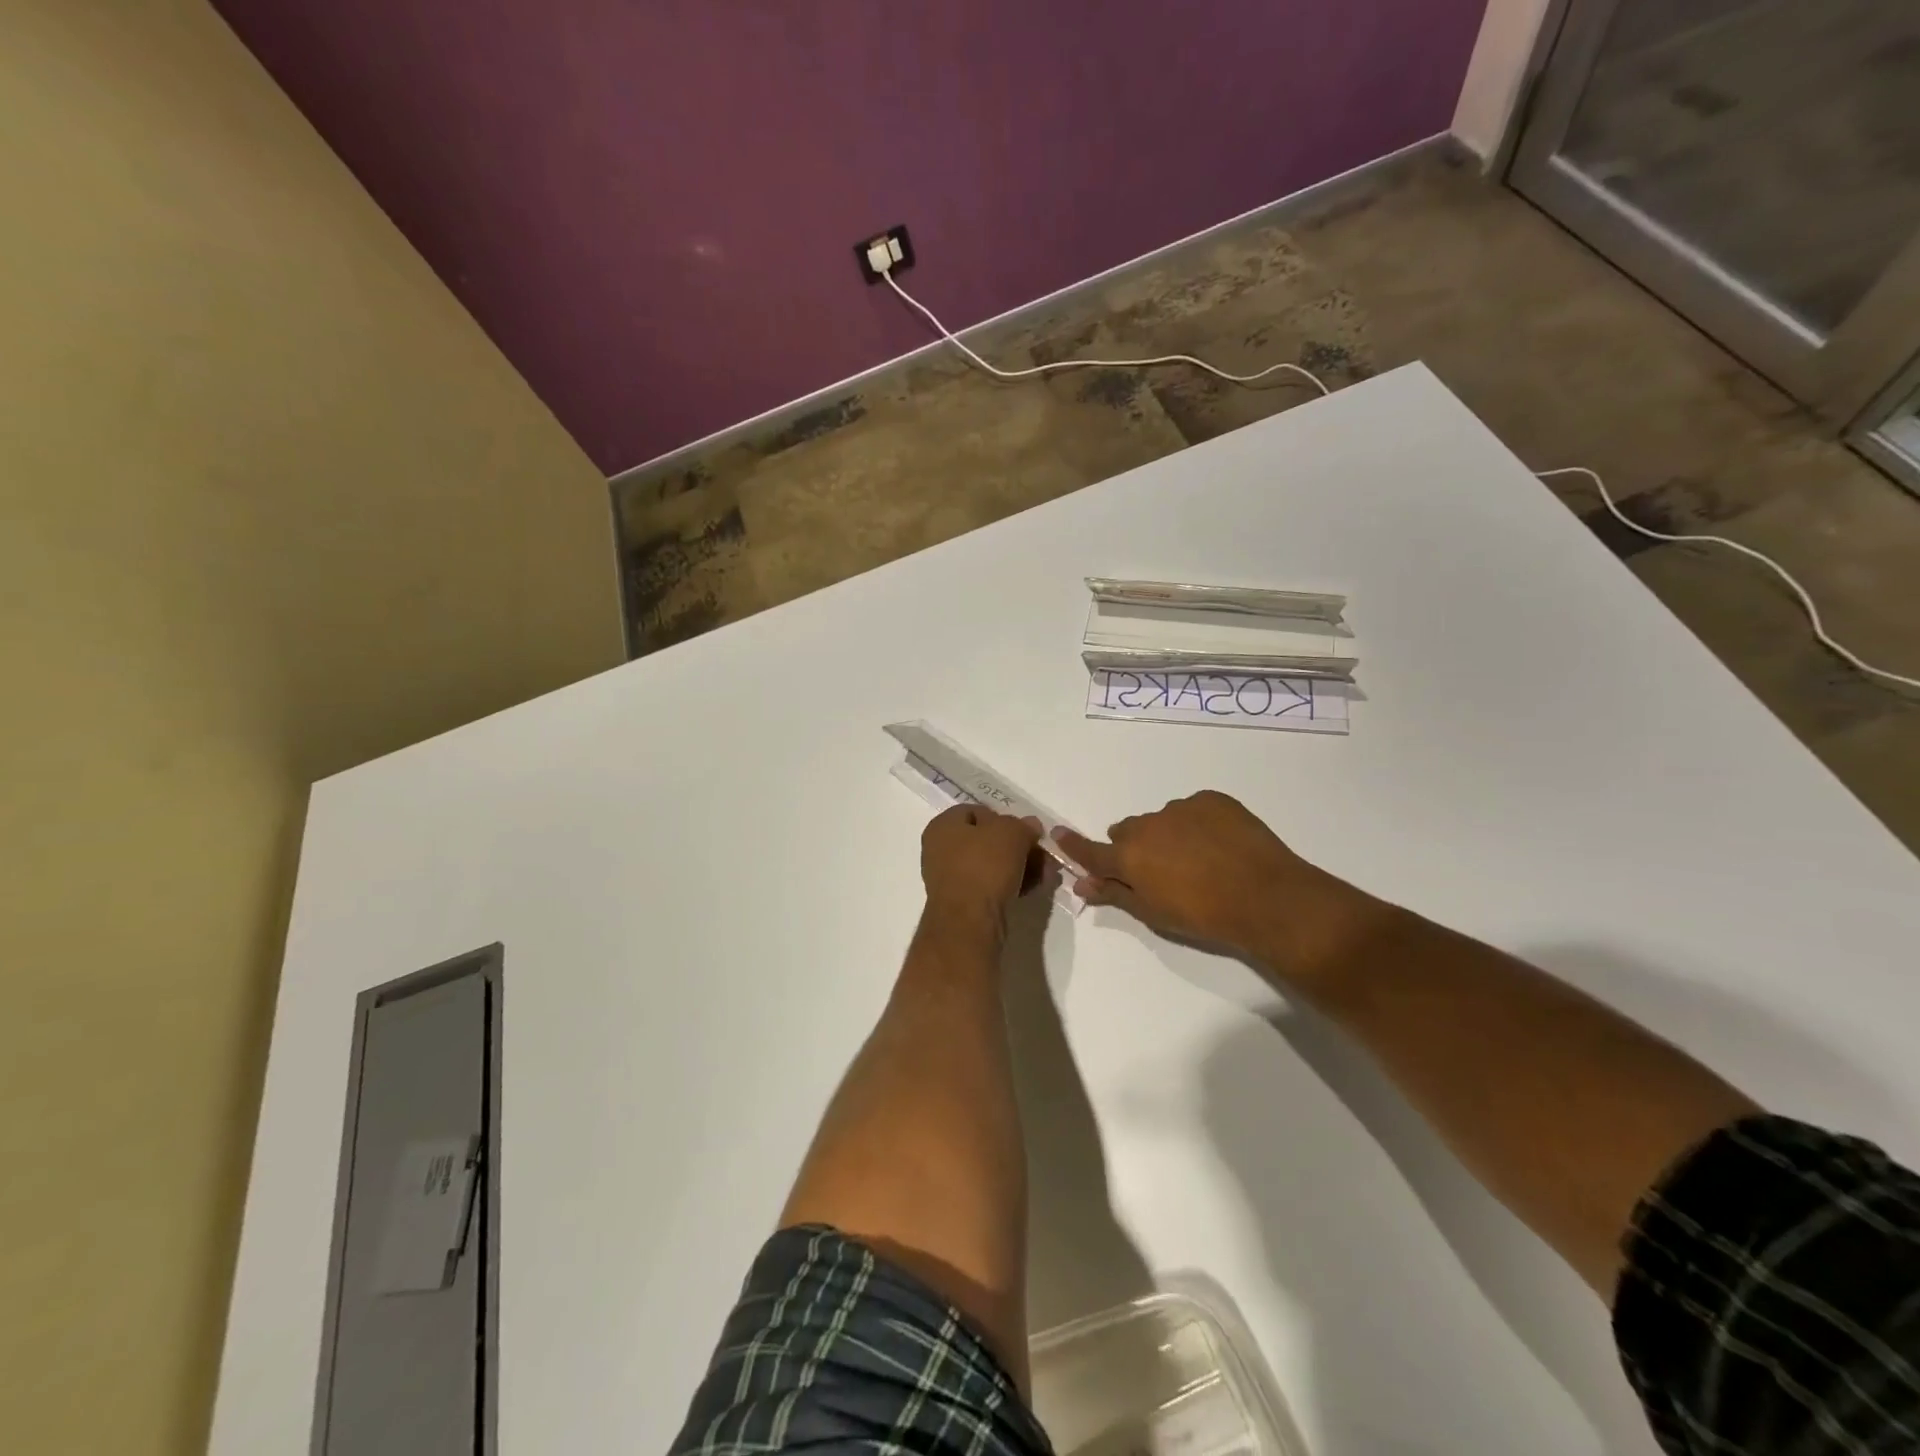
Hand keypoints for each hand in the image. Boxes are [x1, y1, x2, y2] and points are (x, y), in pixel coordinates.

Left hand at [920, 806, 1043, 922]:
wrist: (969, 921)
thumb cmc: (984, 865)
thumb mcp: (1011, 832)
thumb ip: (1023, 825)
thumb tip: (1030, 826)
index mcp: (943, 825)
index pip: (976, 811)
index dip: (1004, 817)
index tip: (1026, 831)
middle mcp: (941, 849)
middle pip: (987, 839)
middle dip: (1019, 846)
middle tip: (1042, 855)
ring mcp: (950, 878)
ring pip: (992, 864)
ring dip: (1020, 866)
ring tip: (1046, 874)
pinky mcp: (963, 902)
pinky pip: (991, 885)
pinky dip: (1012, 883)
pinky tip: (1033, 888)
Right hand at [1056, 791, 1378, 978]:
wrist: (1267, 897)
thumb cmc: (1204, 916)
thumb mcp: (1154, 913)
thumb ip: (1115, 894)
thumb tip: (1082, 884)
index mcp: (1129, 856)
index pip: (1090, 850)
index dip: (1073, 845)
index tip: (1058, 834)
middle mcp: (1147, 825)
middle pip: (1127, 832)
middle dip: (1134, 847)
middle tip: (1159, 870)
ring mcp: (1180, 808)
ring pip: (1162, 820)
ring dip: (1168, 835)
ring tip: (1199, 859)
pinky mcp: (1212, 799)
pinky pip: (1194, 809)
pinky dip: (1198, 823)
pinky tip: (1220, 845)